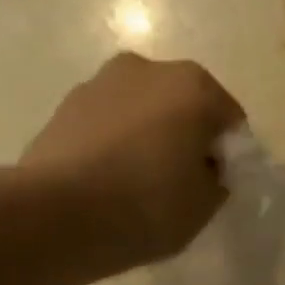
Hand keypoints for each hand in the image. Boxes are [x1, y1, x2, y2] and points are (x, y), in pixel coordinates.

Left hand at [22, 52, 245, 275]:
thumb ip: (216, 181)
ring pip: (140, 111)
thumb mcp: (204, 206)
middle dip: (185, 137)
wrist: (56, 216)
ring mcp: (99, 83)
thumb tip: (203, 169)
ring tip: (136, 183)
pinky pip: (106, 124)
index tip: (216, 186)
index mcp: (193, 86)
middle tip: (179, 183)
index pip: (228, 121)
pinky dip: (112, 144)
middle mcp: (147, 69)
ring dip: (146, 136)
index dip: (228, 156)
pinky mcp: (64, 106)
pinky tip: (106, 181)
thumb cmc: (145, 206)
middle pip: (182, 106)